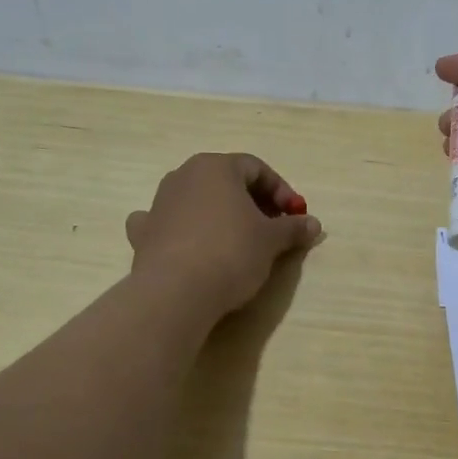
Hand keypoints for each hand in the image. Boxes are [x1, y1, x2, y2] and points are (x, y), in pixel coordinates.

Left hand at [125, 153, 322, 315]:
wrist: (175, 292)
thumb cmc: (230, 252)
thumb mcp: (271, 241)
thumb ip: (293, 228)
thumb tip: (313, 224)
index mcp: (216, 167)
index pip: (257, 168)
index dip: (281, 191)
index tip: (295, 216)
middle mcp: (184, 175)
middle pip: (226, 182)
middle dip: (253, 202)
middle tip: (272, 228)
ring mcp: (159, 203)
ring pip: (197, 200)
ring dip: (220, 214)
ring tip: (238, 241)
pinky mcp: (144, 233)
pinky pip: (168, 223)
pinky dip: (182, 229)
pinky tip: (188, 244)